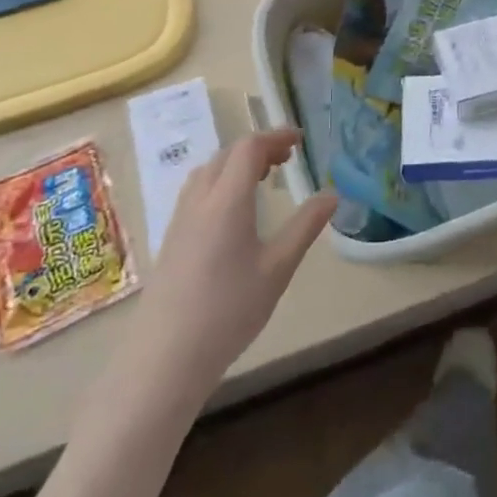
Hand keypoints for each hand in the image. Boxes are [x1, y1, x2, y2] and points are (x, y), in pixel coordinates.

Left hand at [121, 129, 336, 403]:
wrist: (164, 360)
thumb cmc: (228, 312)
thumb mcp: (277, 269)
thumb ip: (305, 227)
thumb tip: (332, 194)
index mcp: (227, 200)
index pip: (249, 148)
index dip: (275, 136)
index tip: (300, 141)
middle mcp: (200, 201)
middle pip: (227, 155)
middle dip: (258, 148)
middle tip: (286, 160)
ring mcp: (179, 220)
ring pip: (208, 171)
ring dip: (236, 164)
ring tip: (261, 179)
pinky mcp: (170, 240)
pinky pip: (196, 191)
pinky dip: (220, 182)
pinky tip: (232, 211)